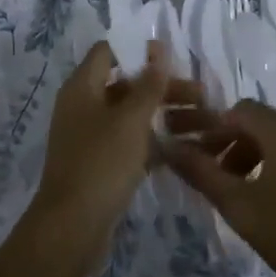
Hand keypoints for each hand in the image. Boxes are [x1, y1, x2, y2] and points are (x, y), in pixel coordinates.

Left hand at [29, 41, 194, 263]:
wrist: (72, 228)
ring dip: (164, 115)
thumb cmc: (101, 163)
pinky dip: (154, 142)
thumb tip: (157, 48)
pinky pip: (131, 143)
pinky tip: (185, 149)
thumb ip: (148, 83)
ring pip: (132, 116)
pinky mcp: (101, 164)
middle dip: (163, 87)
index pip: (108, 51)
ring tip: (204, 123)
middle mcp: (83, 106)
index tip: (173, 57)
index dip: (138, 50)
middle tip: (202, 96)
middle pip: (126, 84)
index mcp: (82, 87)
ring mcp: (91, 137)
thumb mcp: (130, 119)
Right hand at [163, 102, 275, 276]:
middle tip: (224, 181)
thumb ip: (202, 173)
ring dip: (266, 158)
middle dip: (240, 146)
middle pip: (268, 125)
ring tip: (255, 195)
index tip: (203, 159)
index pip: (241, 111)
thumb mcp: (241, 209)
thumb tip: (169, 147)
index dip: (216, 131)